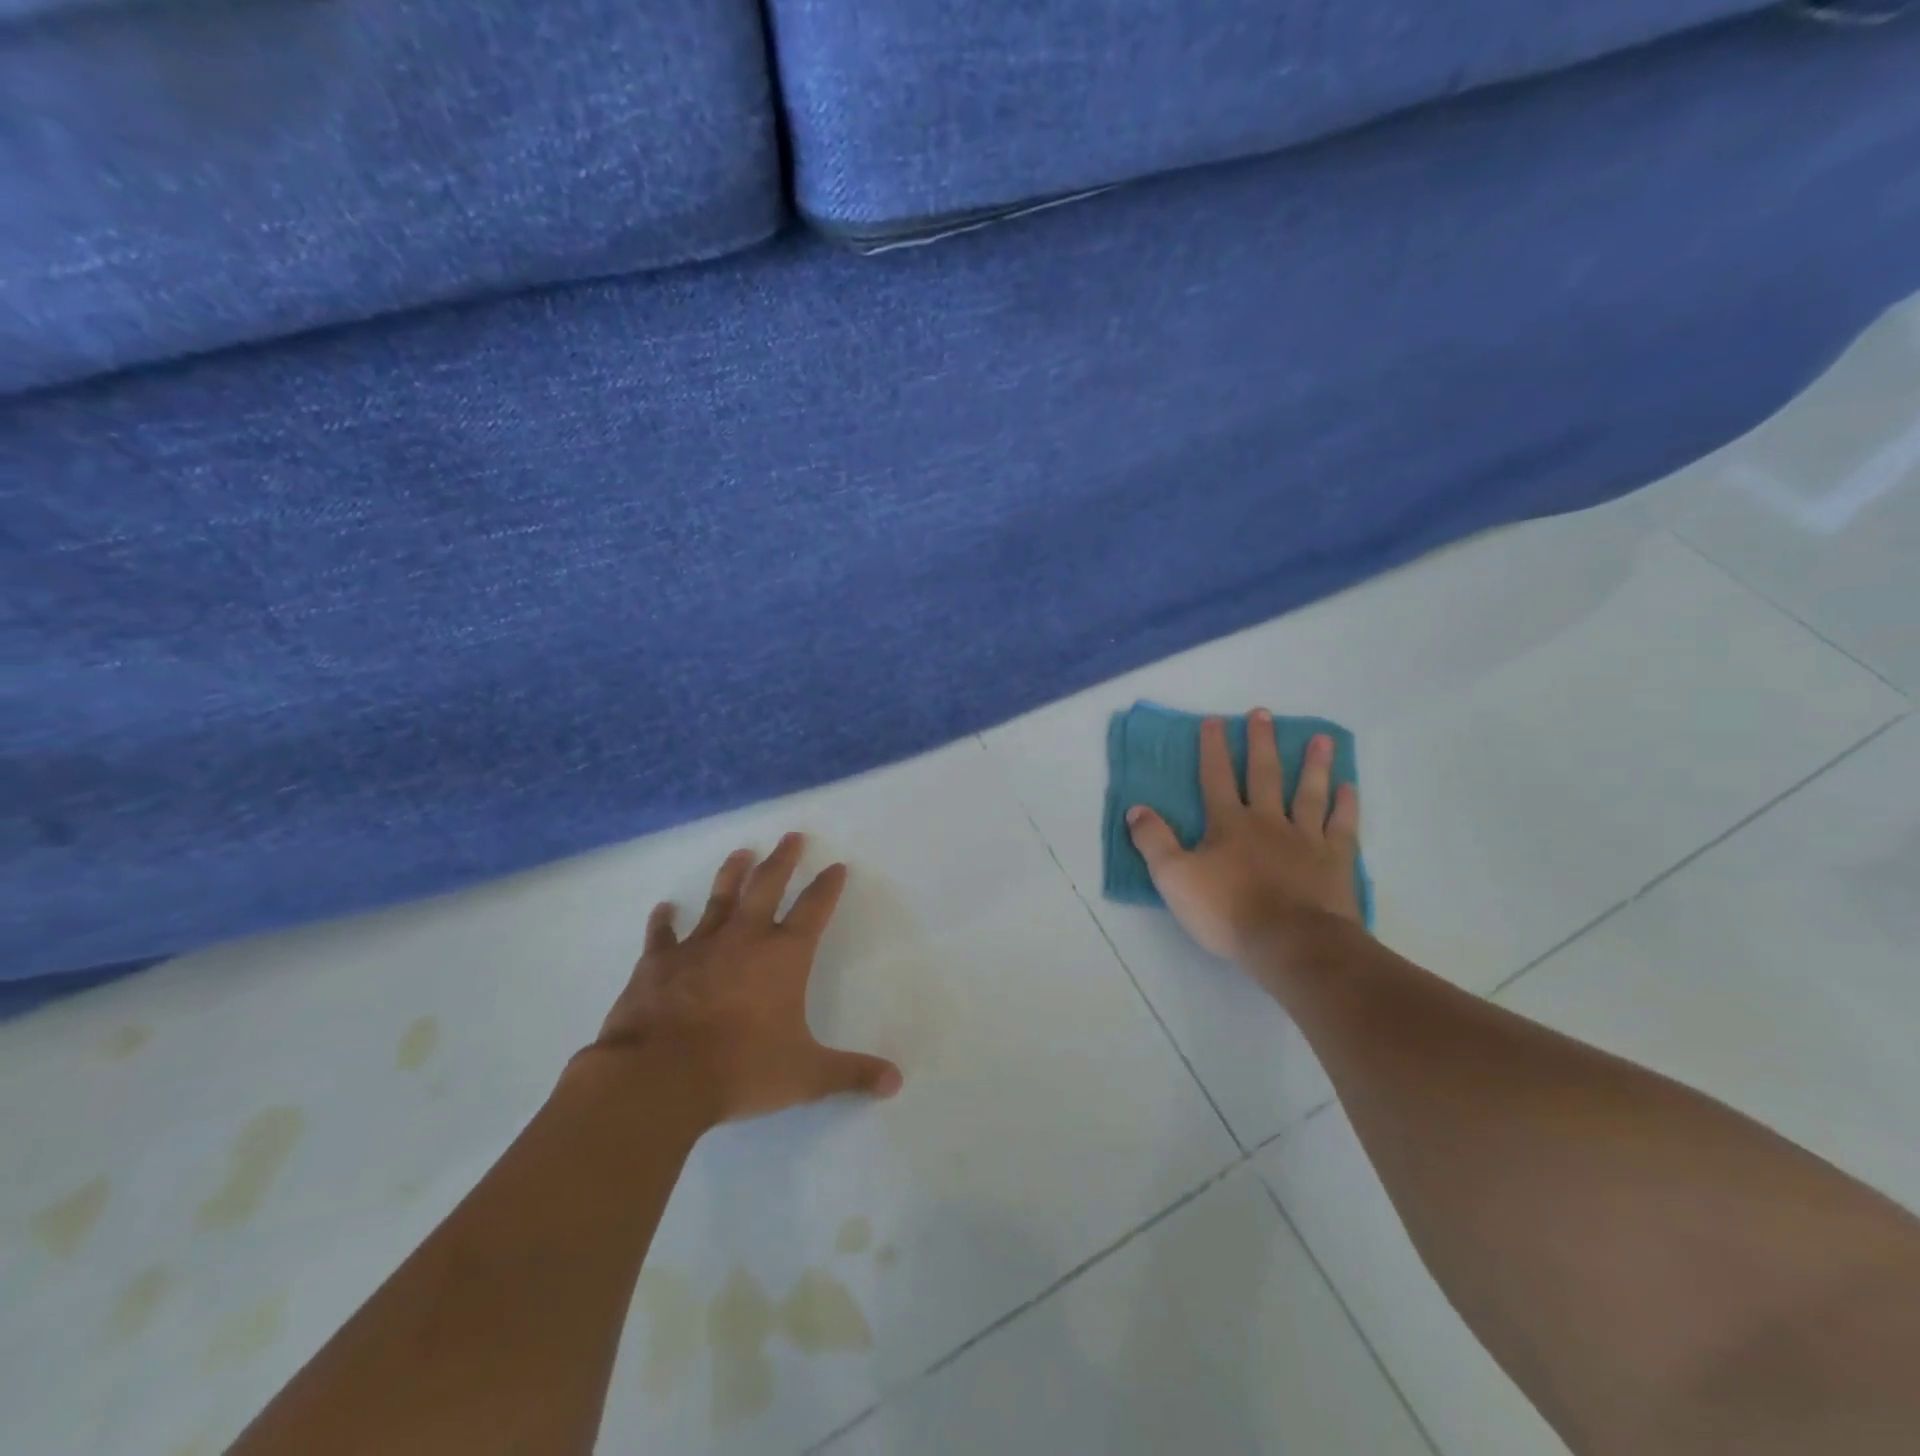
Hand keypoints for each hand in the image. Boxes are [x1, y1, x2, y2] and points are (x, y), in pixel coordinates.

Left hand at [587, 833, 902, 1124]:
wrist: (659, 1078)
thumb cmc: (741, 1070)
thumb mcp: (806, 1076)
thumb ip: (851, 1074)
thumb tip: (896, 1082)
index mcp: (783, 957)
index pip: (814, 909)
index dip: (828, 887)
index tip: (836, 866)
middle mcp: (744, 939)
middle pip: (767, 886)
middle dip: (783, 860)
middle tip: (791, 836)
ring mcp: (698, 947)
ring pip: (719, 899)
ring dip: (731, 874)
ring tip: (741, 852)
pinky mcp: (657, 964)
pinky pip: (662, 936)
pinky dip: (663, 921)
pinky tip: (663, 908)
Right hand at [1126, 711, 1362, 964]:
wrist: (1291, 944)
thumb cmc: (1227, 911)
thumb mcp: (1173, 878)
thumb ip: (1153, 841)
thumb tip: (1136, 809)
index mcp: (1228, 824)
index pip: (1216, 778)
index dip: (1213, 748)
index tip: (1214, 721)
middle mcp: (1268, 821)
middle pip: (1264, 774)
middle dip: (1261, 743)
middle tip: (1263, 713)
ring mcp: (1305, 839)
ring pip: (1308, 792)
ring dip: (1313, 764)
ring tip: (1320, 739)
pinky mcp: (1335, 861)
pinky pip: (1341, 826)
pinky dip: (1345, 805)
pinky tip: (1348, 787)